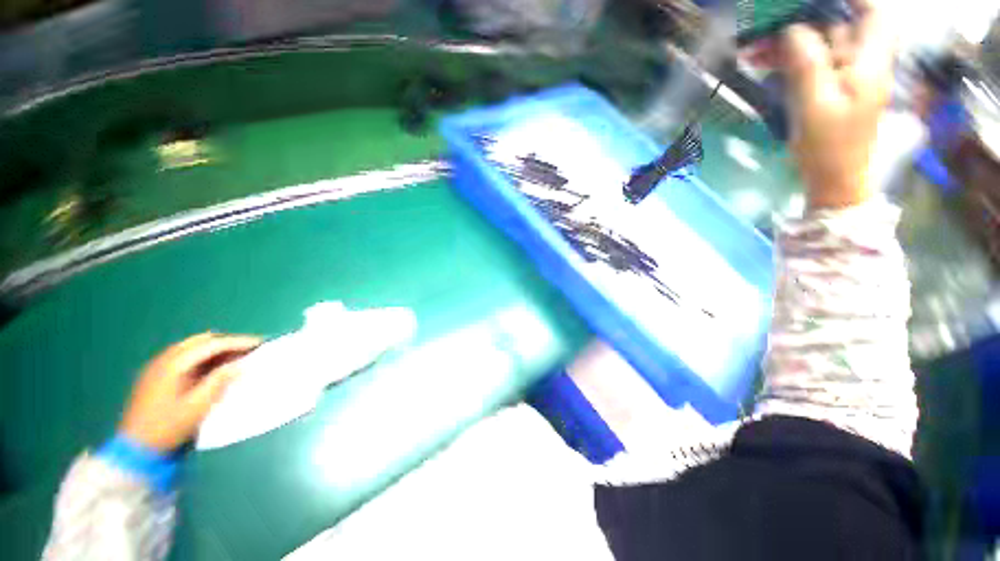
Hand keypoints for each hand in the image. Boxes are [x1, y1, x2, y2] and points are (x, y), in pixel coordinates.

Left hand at [120, 333, 261, 451]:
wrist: (136, 448)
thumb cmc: (168, 427)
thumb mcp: (198, 407)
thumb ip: (219, 382)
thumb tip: (241, 364)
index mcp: (174, 364)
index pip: (212, 344)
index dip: (238, 342)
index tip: (261, 343)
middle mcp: (165, 359)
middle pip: (202, 341)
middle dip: (228, 342)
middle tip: (250, 349)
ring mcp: (159, 366)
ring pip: (193, 347)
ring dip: (217, 349)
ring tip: (236, 357)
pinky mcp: (157, 374)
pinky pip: (186, 356)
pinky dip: (205, 357)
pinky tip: (214, 367)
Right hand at [750, 0, 895, 208]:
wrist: (832, 180)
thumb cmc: (830, 146)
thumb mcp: (816, 104)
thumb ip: (807, 62)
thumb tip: (792, 28)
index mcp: (869, 61)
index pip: (873, 12)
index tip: (818, 1)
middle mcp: (861, 62)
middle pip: (839, 24)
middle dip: (804, 18)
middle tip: (768, 23)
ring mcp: (844, 76)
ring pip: (818, 44)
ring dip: (787, 41)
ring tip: (754, 48)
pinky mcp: (828, 89)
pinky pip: (808, 63)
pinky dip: (786, 59)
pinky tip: (763, 62)